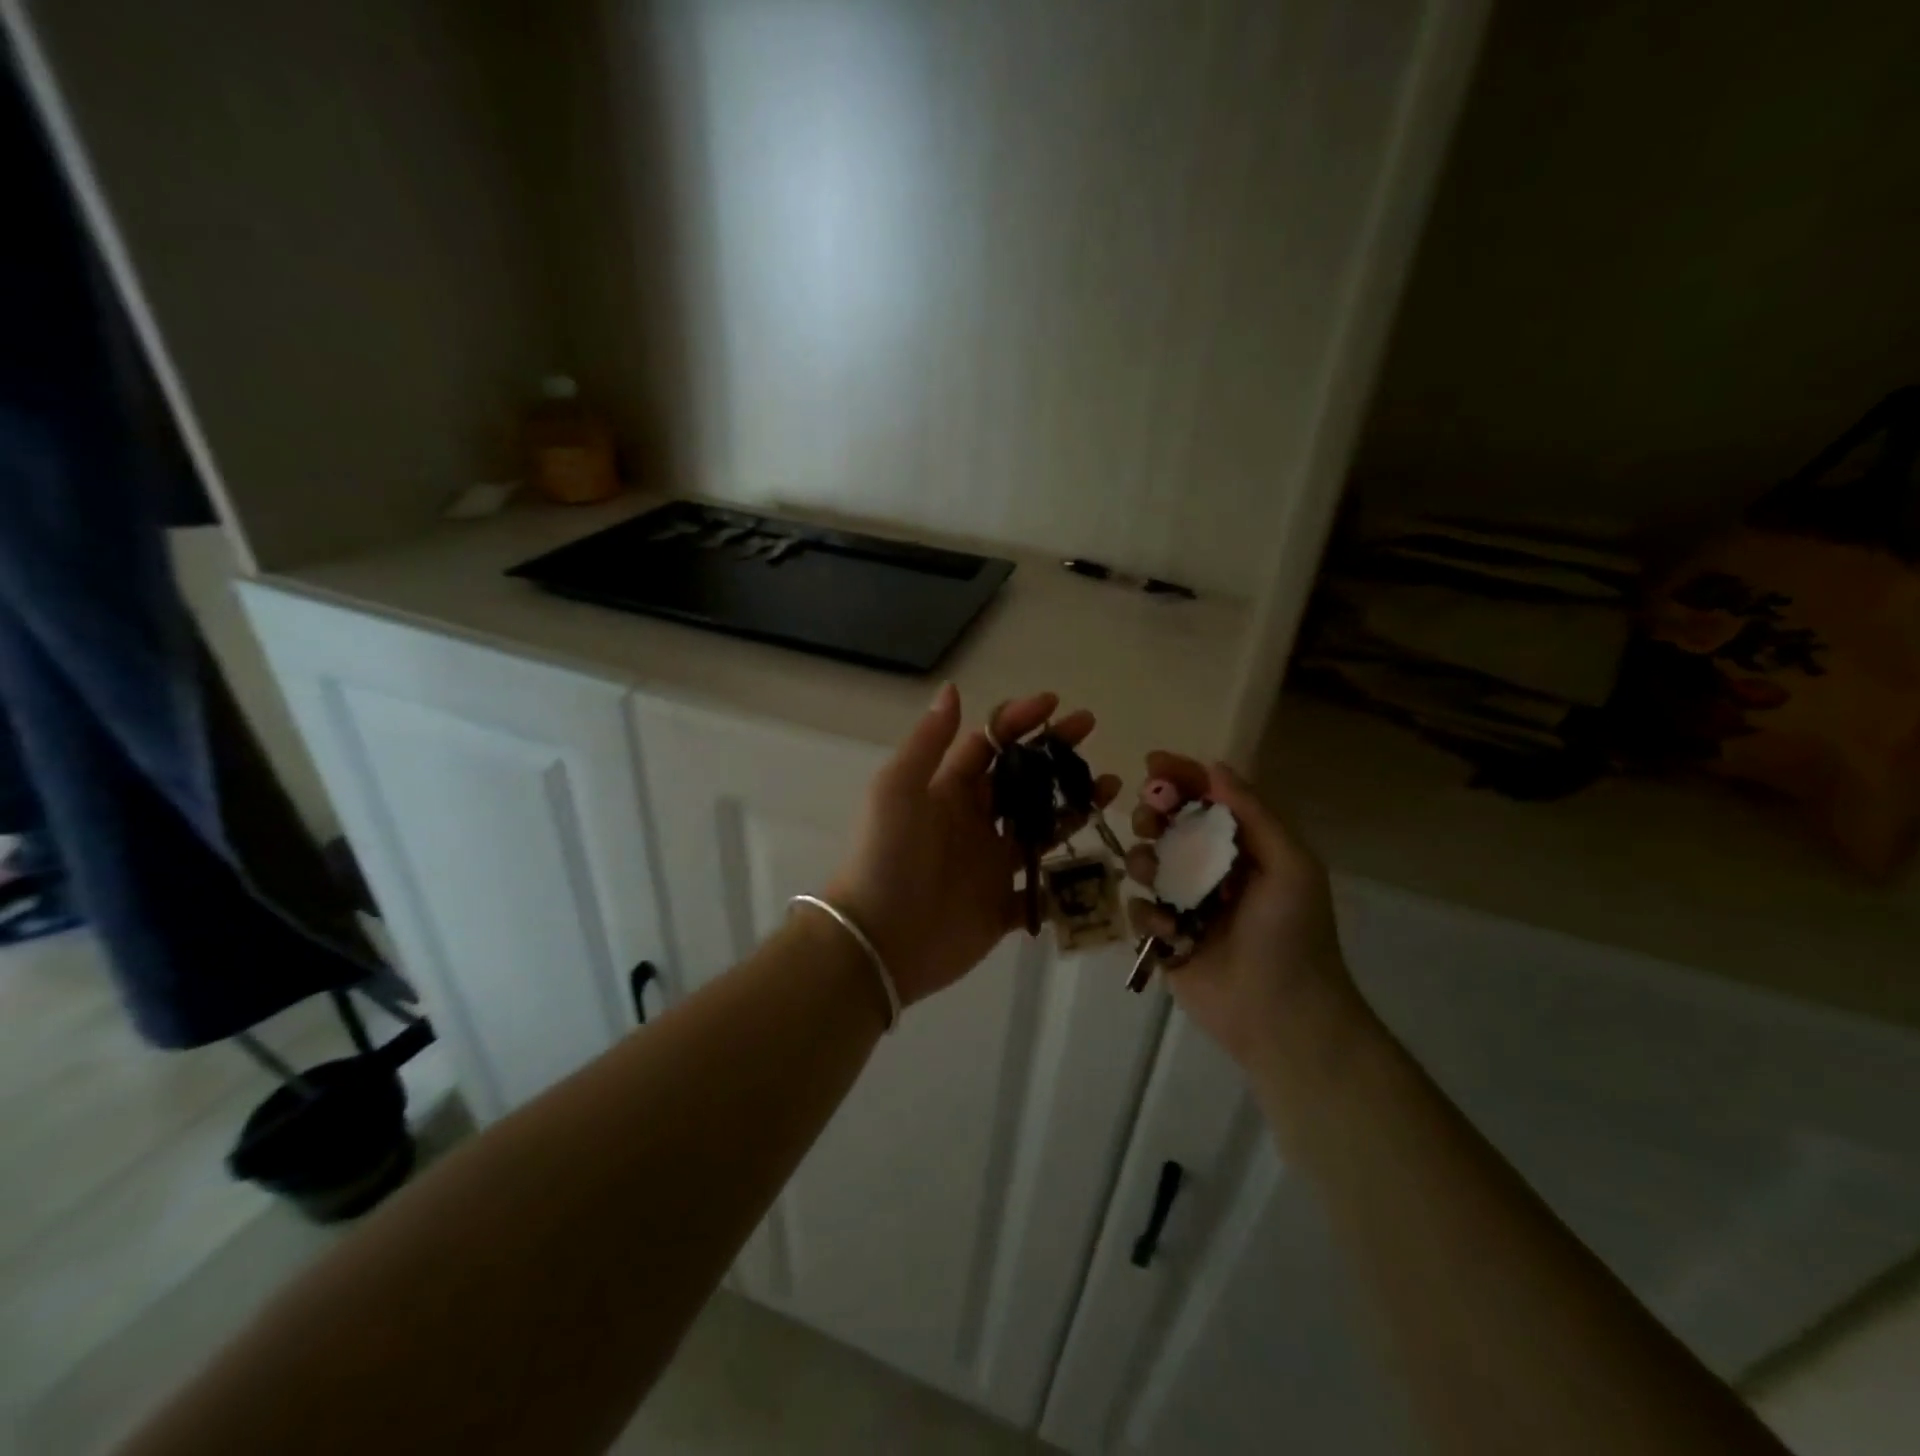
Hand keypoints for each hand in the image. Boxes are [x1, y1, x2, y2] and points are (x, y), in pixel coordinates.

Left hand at [826, 685, 1119, 1007]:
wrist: (879, 942)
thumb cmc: (887, 857)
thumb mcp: (898, 790)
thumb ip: (929, 743)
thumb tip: (952, 689)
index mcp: (948, 791)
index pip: (989, 746)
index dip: (1018, 722)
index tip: (1053, 704)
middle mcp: (973, 822)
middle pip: (1021, 779)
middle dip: (1053, 753)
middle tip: (1089, 730)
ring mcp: (991, 864)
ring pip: (1041, 827)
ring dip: (1072, 804)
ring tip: (1109, 785)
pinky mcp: (1003, 905)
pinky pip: (1044, 888)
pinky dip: (1069, 876)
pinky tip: (1100, 857)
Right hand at [1125, 754, 1361, 1077]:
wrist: (1281, 1017)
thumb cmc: (1292, 936)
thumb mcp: (1290, 866)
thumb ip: (1253, 815)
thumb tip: (1215, 767)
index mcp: (1245, 849)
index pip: (1208, 799)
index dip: (1180, 777)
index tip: (1152, 764)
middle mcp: (1211, 870)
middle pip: (1168, 826)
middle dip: (1152, 815)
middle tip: (1149, 820)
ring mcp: (1186, 904)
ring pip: (1145, 863)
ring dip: (1143, 861)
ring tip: (1154, 878)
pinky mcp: (1166, 938)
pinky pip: (1138, 910)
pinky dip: (1147, 914)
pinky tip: (1169, 930)